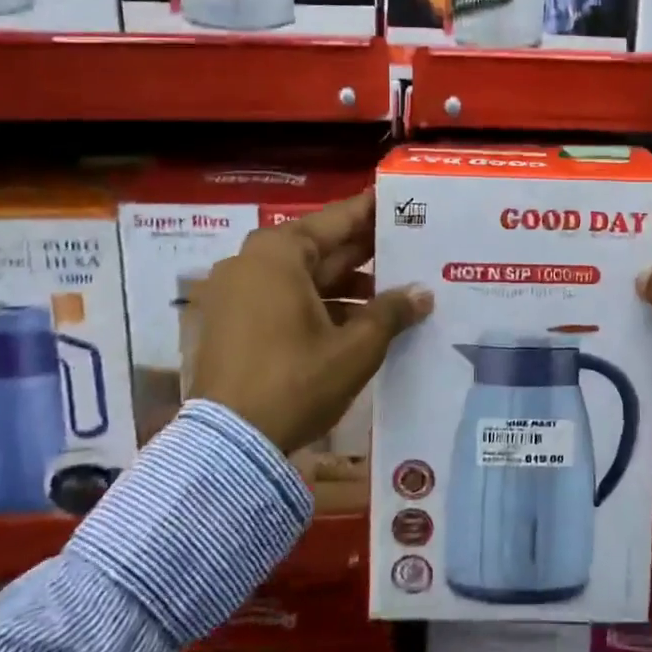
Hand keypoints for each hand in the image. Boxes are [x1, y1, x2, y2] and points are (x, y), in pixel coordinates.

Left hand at [187, 191, 431, 453]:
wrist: (228, 448)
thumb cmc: (296, 382)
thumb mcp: (355, 348)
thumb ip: (392, 312)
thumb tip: (423, 293)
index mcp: (279, 253)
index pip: (339, 219)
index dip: (374, 212)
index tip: (404, 202)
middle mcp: (252, 261)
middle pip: (320, 247)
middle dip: (365, 253)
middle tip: (410, 248)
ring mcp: (236, 292)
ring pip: (303, 276)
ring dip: (346, 284)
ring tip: (393, 293)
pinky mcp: (230, 322)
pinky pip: (283, 298)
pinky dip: (319, 304)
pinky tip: (358, 320)